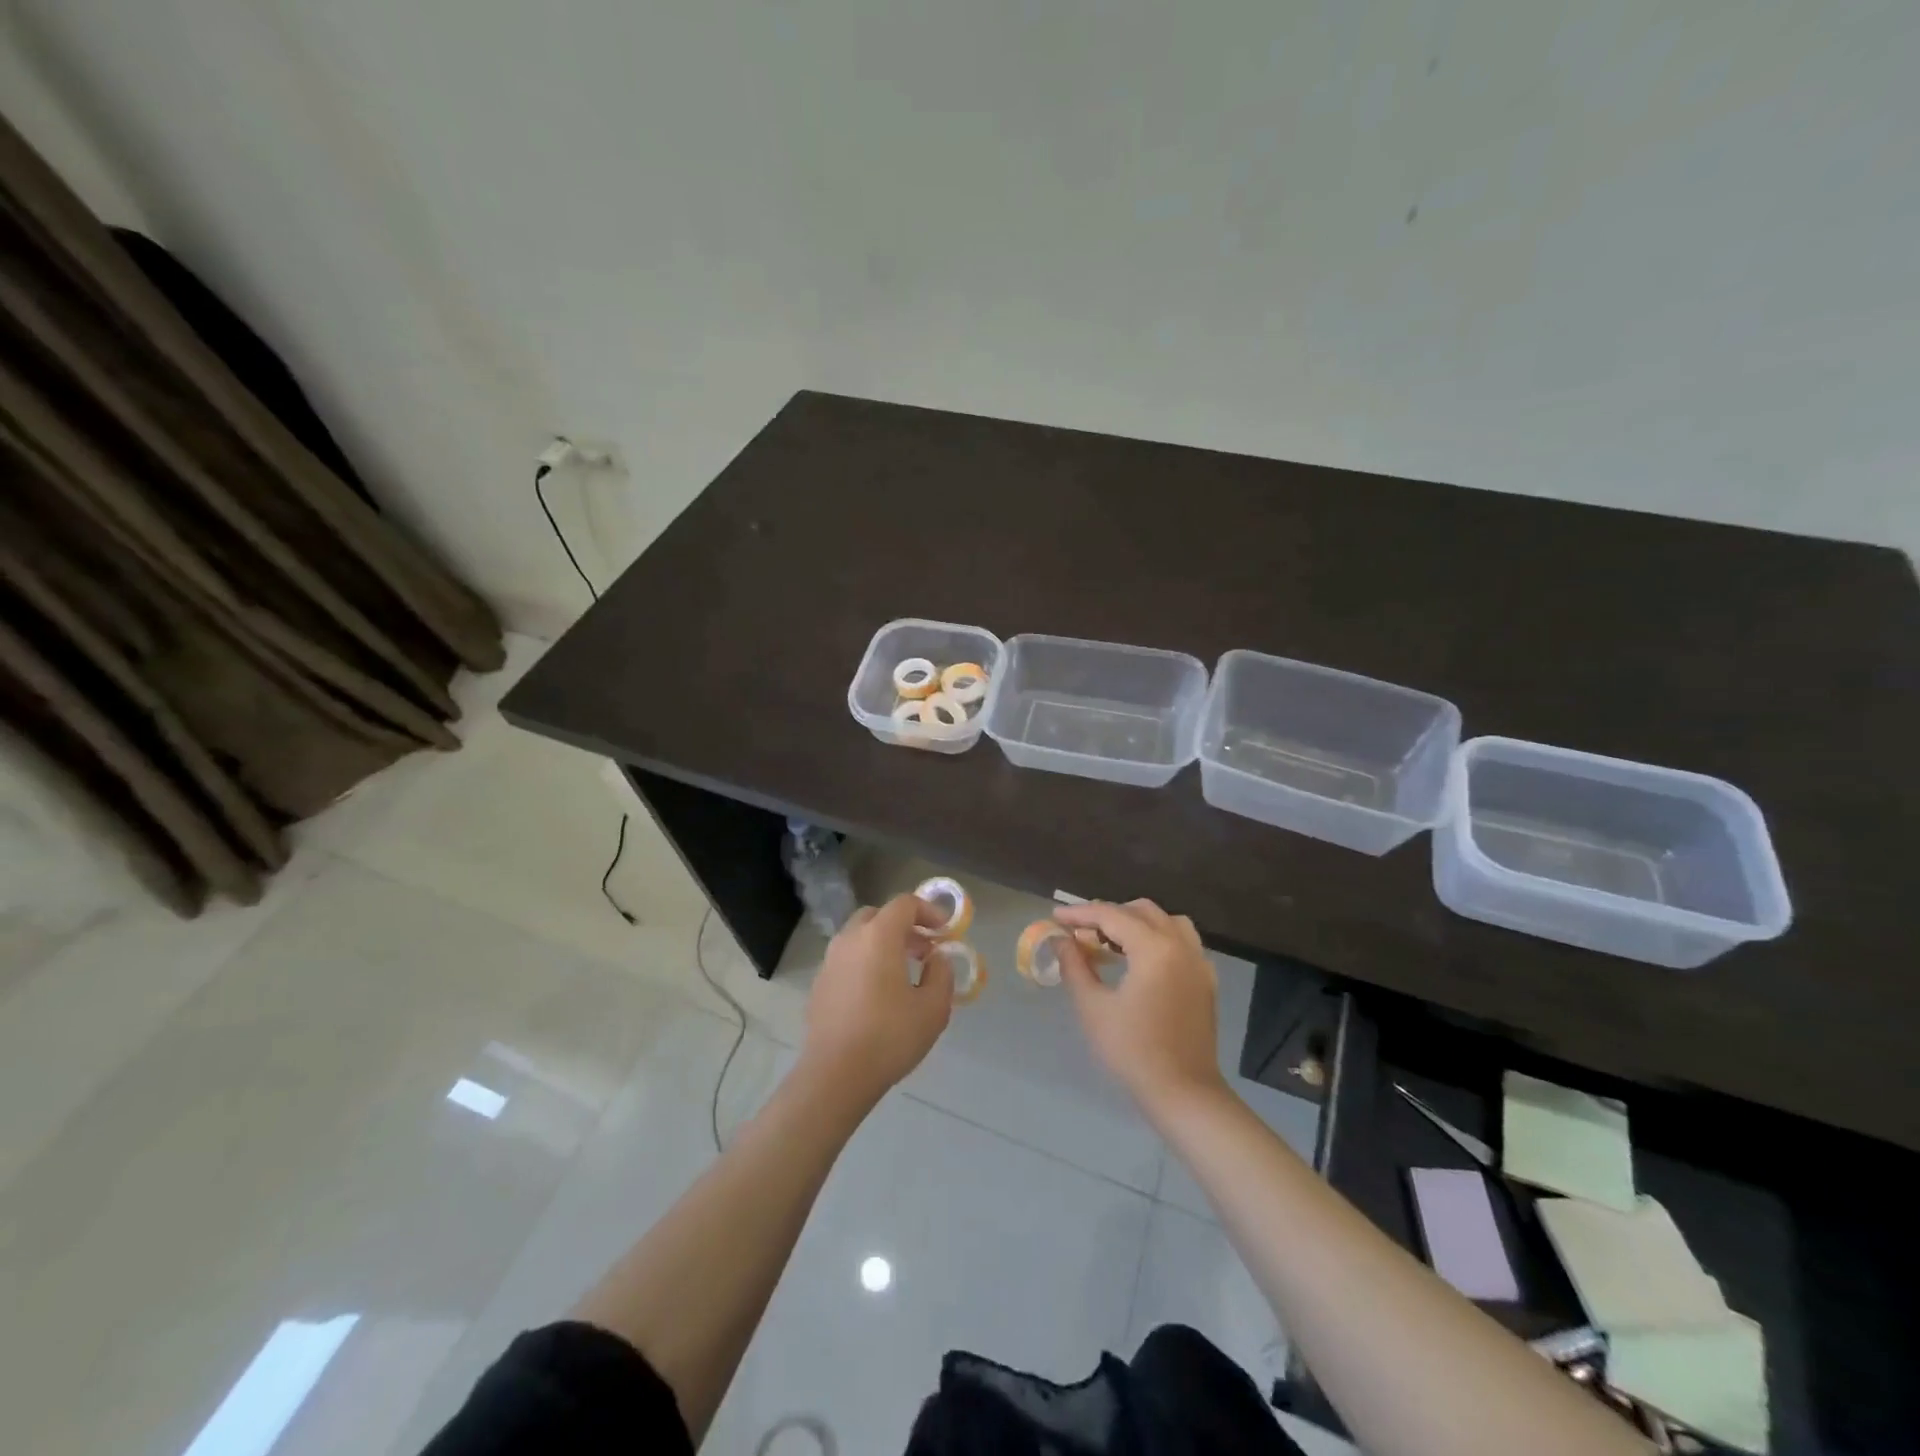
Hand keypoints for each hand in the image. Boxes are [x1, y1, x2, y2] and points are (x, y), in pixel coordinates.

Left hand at [801, 893, 952, 1108]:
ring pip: (859, 937)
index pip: (904, 904)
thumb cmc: (890, 1036)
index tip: (944, 931)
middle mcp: (850, 939)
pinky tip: (877, 994)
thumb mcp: (933, 1008)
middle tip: (923, 950)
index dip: (928, 911)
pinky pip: (847, 959)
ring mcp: (830, 961)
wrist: (835, 1074)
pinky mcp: (819, 984)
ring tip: (902, 973)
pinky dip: (865, 962)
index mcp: (878, 936)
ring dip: (882, 944)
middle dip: (903, 925)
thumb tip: (936, 958)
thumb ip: (941, 973)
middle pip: (877, 915)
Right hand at [1054, 899, 1225, 1114]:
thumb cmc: (1133, 1051)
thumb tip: (1061, 940)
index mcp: (1154, 948)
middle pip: (1141, 910)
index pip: (1111, 915)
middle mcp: (1181, 945)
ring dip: (1136, 921)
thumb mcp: (1093, 1008)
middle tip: (1080, 930)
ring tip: (1110, 940)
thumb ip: (1075, 966)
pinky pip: (1181, 941)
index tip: (1055, 917)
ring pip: (1166, 921)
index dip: (1080, 913)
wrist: (1183, 1093)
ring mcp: (1198, 961)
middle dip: (1108, 914)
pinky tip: (1139, 959)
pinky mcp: (1205, 980)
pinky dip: (1158, 937)